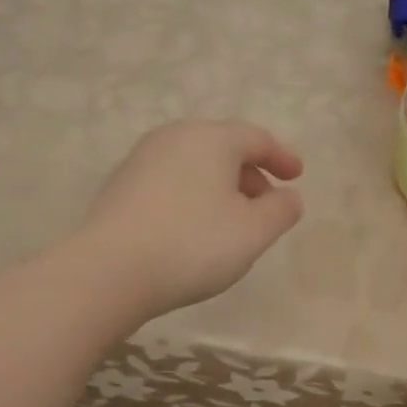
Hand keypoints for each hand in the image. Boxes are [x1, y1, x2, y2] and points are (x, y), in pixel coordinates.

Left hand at [80, 120, 304, 317]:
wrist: (110, 270)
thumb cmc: (193, 244)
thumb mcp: (254, 232)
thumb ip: (281, 210)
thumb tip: (289, 196)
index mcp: (212, 138)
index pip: (257, 138)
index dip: (282, 157)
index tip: (297, 178)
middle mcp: (175, 136)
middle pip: (223, 147)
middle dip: (250, 173)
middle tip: (266, 203)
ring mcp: (142, 158)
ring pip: (195, 163)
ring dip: (220, 186)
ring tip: (232, 220)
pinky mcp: (121, 185)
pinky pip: (170, 180)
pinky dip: (192, 195)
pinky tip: (193, 227)